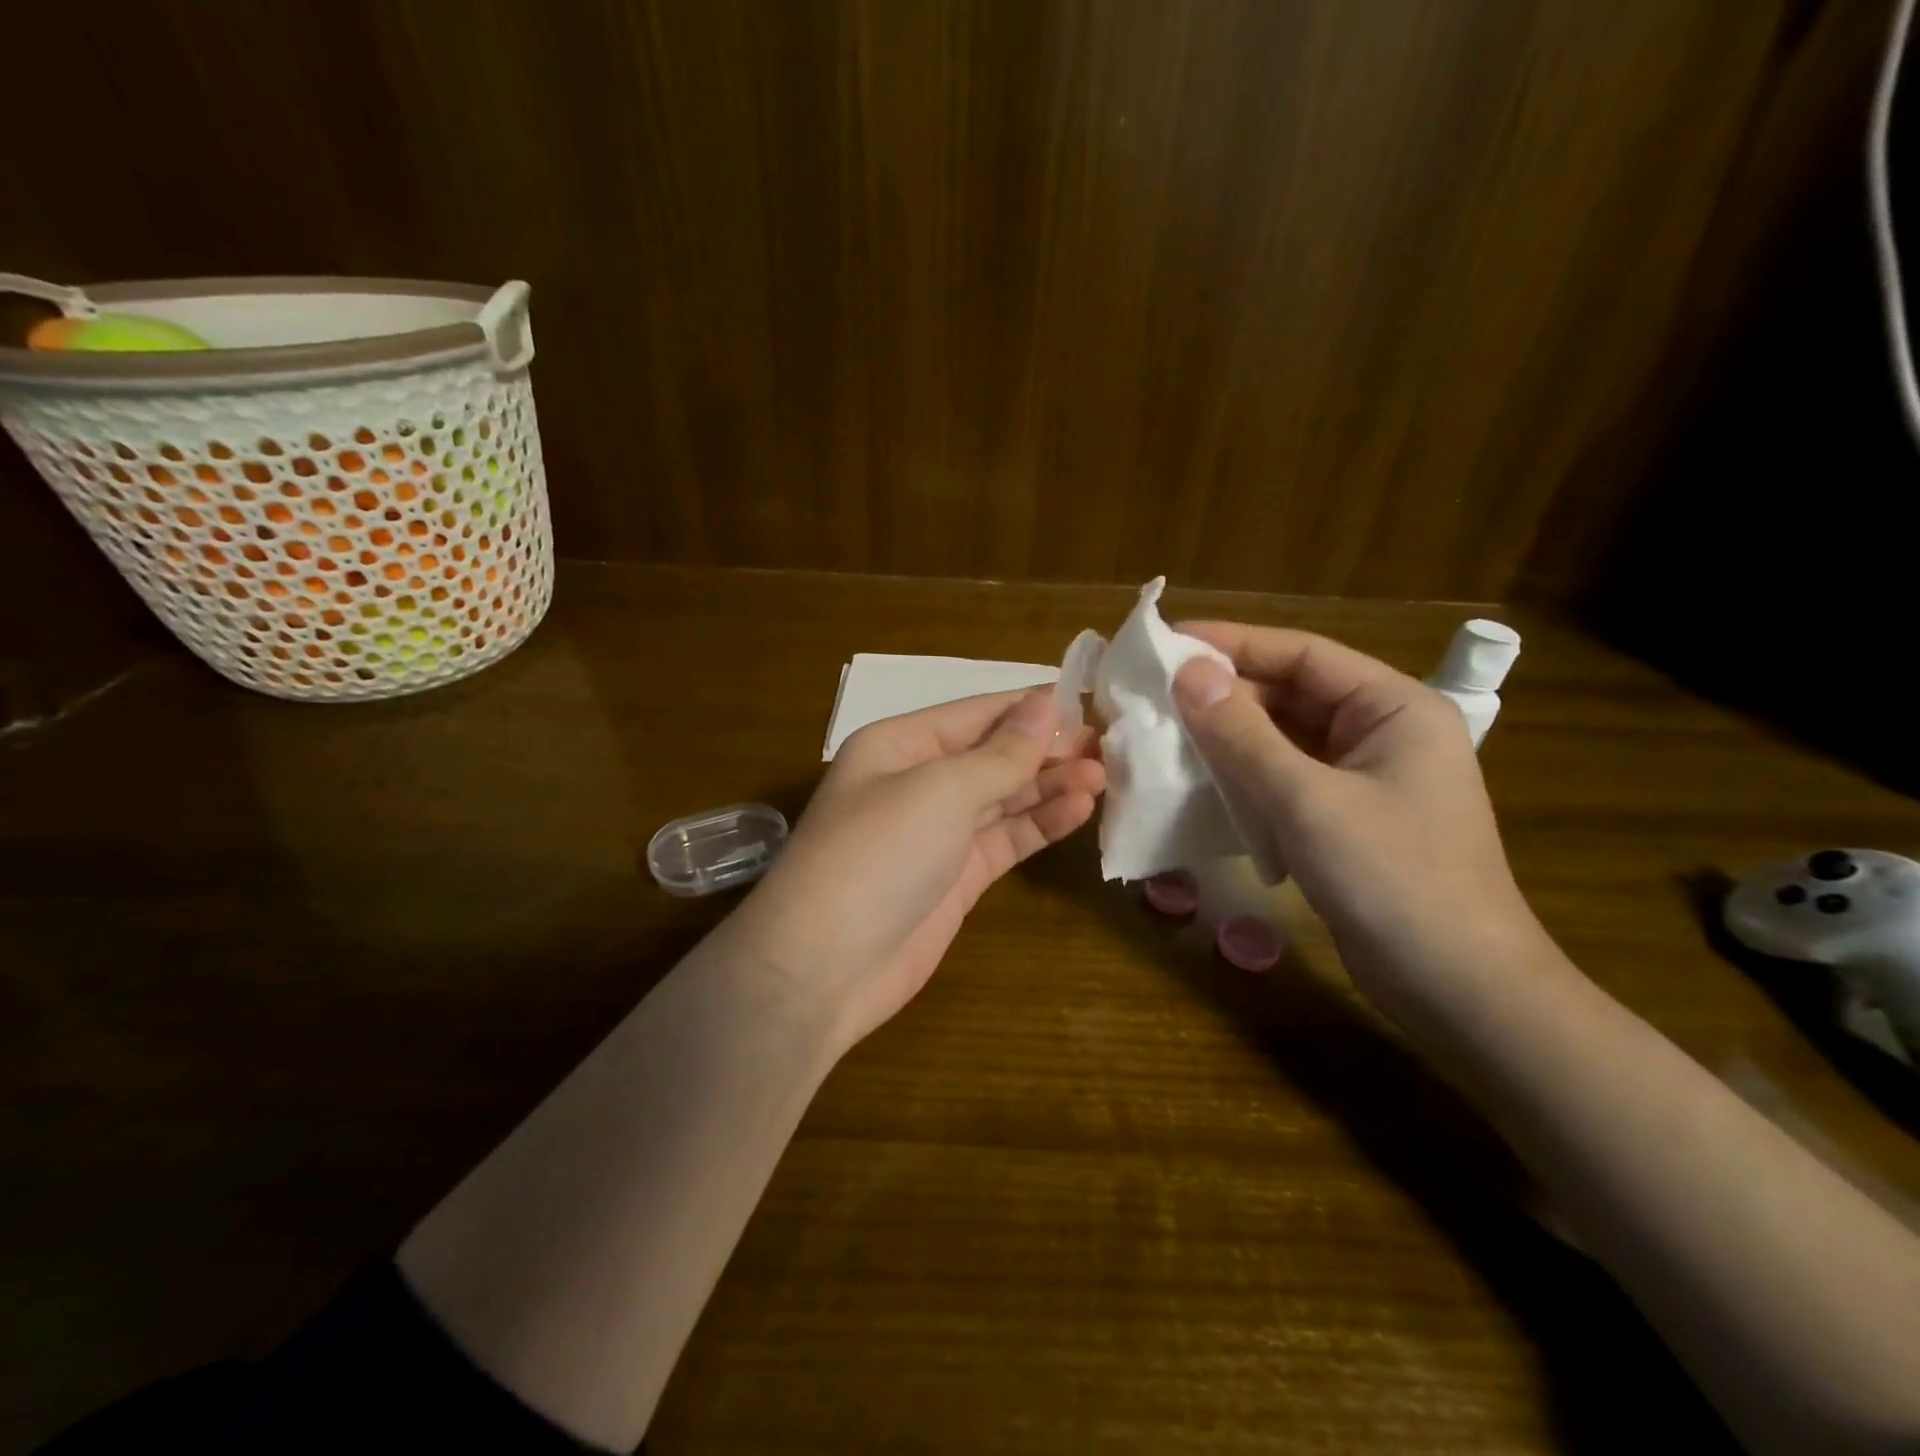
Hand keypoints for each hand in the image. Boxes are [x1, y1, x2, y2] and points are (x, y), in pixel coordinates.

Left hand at [731, 689, 1104, 1047]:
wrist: (825, 966)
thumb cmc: (877, 854)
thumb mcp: (940, 790)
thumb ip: (1000, 753)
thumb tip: (1045, 704)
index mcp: (900, 744)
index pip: (977, 713)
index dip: (1030, 708)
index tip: (1089, 704)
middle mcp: (918, 781)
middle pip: (993, 755)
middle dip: (1046, 750)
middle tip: (1107, 749)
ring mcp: (938, 832)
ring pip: (1004, 797)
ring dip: (1050, 786)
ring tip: (1103, 778)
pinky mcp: (957, 877)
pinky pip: (1006, 839)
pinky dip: (1040, 824)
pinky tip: (1079, 811)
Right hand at [1170, 622, 1548, 1021]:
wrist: (1458, 990)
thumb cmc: (1393, 880)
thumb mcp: (1308, 800)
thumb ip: (1243, 734)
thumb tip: (1187, 672)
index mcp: (1394, 707)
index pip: (1302, 654)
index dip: (1233, 643)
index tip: (1168, 643)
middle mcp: (1381, 732)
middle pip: (1291, 694)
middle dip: (1225, 695)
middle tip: (1153, 695)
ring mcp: (1364, 779)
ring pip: (1283, 739)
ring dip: (1228, 738)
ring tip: (1164, 734)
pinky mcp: (1345, 820)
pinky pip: (1285, 780)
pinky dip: (1244, 777)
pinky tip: (1199, 783)